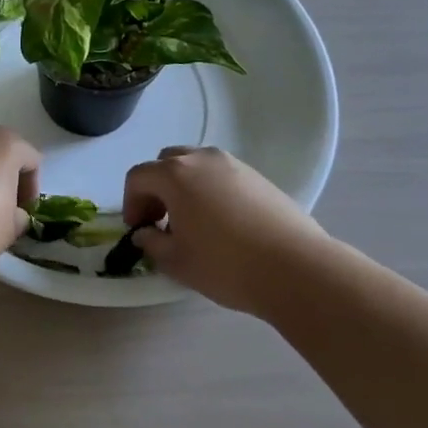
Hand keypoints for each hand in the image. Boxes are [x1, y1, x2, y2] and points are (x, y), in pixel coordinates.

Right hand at [122, 147, 330, 314]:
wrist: (296, 268)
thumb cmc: (226, 265)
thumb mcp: (177, 262)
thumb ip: (152, 243)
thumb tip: (145, 233)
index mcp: (175, 175)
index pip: (138, 177)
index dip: (131, 202)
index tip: (138, 229)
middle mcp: (201, 159)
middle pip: (166, 163)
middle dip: (156, 188)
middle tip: (160, 220)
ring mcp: (233, 164)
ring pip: (195, 165)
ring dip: (183, 186)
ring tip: (191, 221)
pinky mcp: (258, 176)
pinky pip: (221, 175)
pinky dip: (209, 190)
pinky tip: (221, 222)